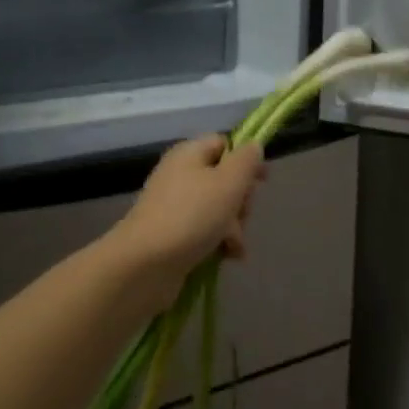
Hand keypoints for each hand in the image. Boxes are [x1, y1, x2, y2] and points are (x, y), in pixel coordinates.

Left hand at [112, 136, 266, 288]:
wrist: (145, 264)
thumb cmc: (191, 216)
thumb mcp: (228, 182)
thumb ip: (246, 160)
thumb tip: (254, 146)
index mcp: (189, 154)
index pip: (224, 143)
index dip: (246, 159)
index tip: (263, 180)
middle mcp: (181, 175)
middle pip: (224, 179)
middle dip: (241, 200)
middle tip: (240, 215)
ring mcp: (176, 207)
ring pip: (219, 209)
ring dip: (234, 226)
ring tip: (232, 244)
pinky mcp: (174, 234)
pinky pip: (206, 231)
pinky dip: (219, 242)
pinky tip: (226, 256)